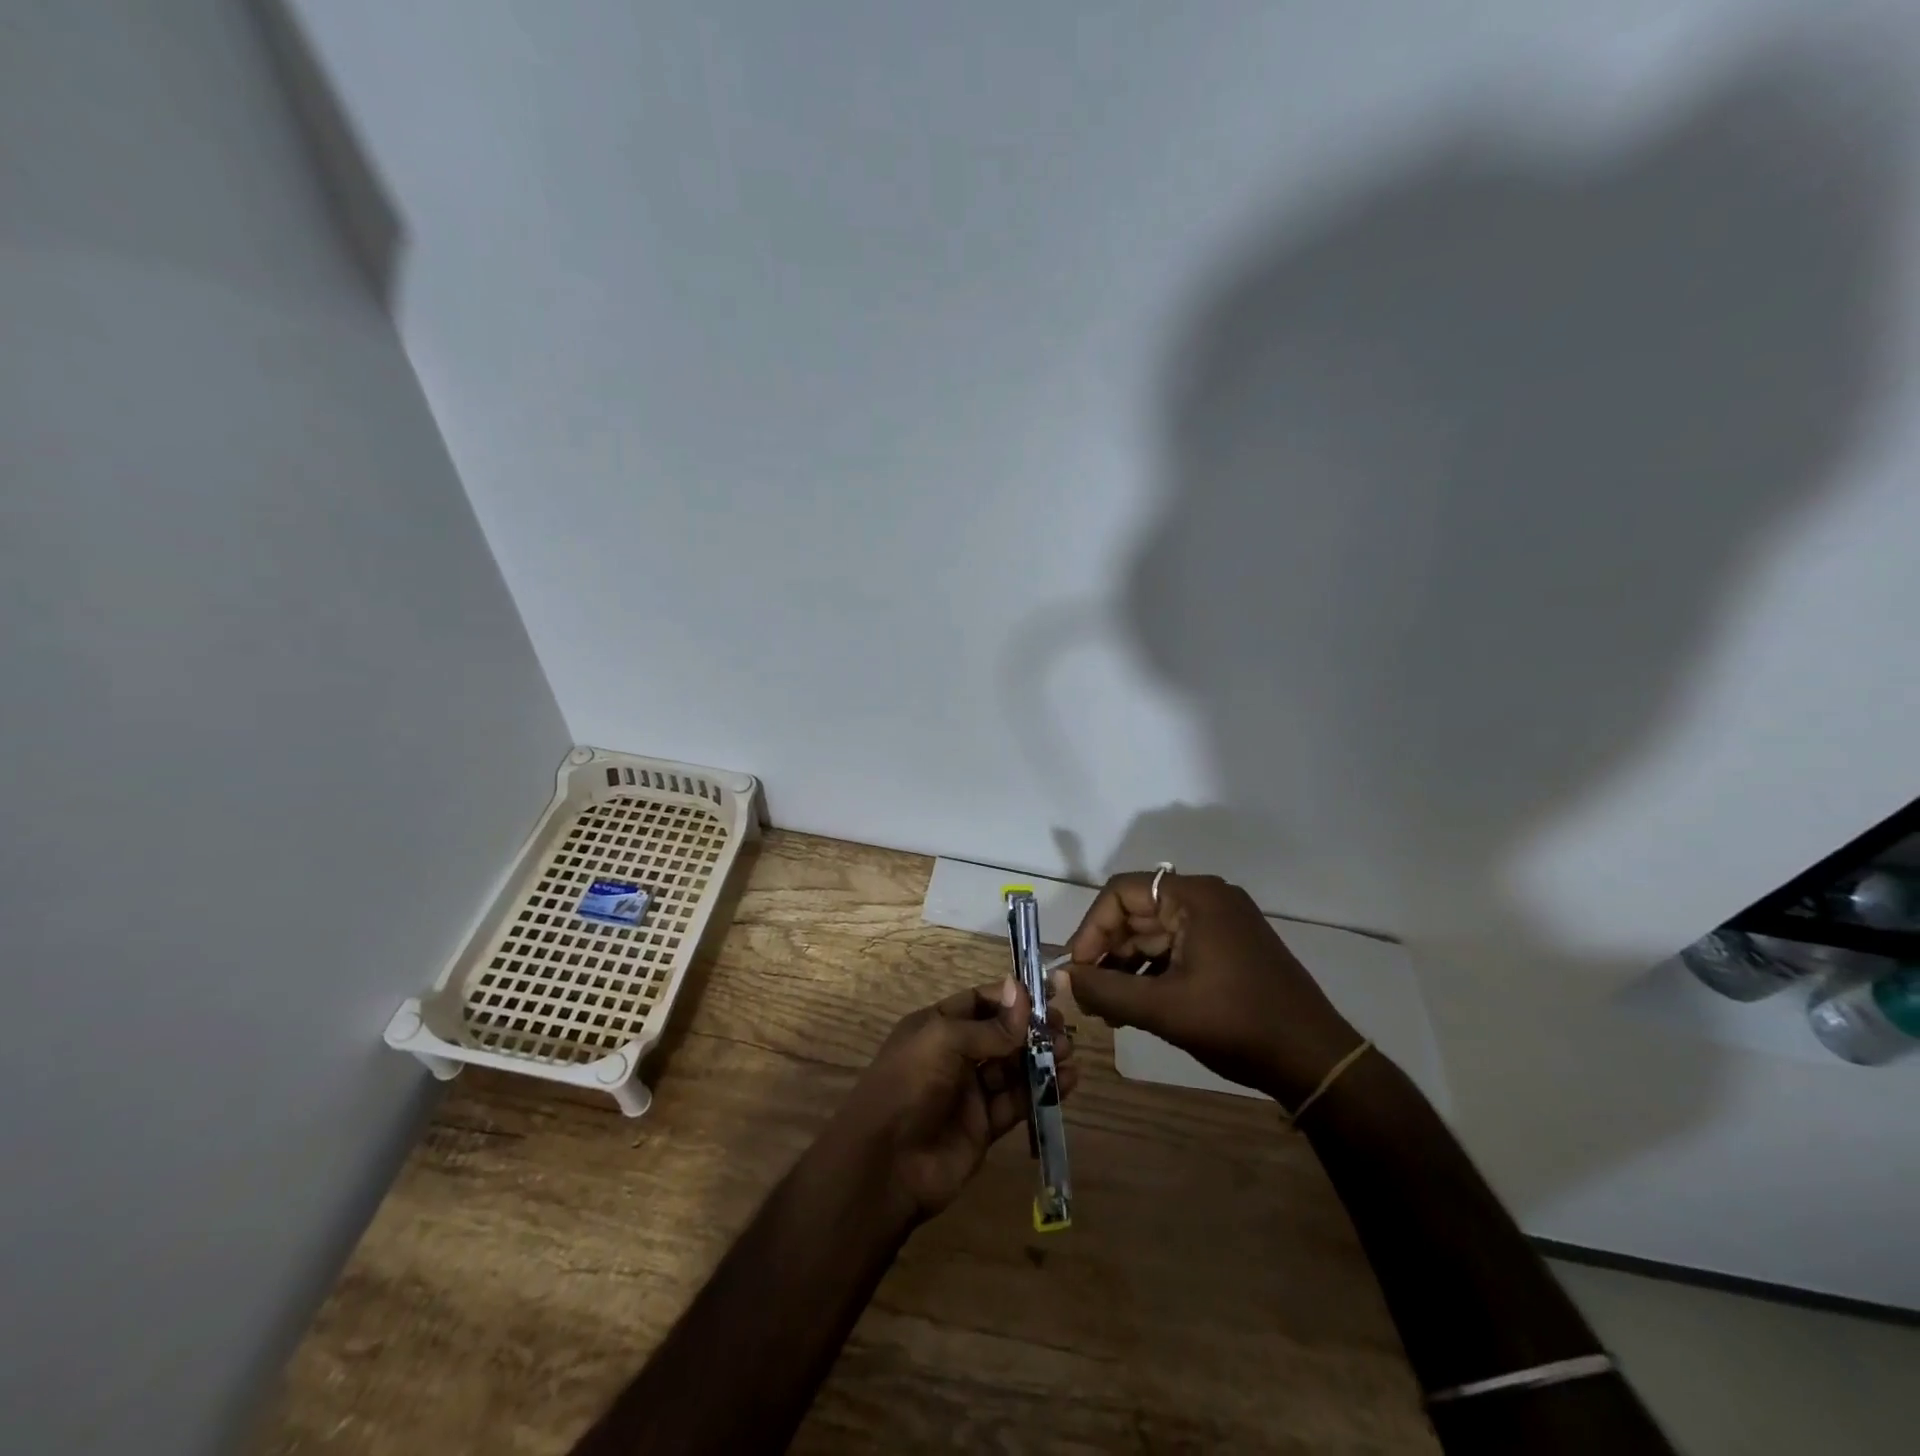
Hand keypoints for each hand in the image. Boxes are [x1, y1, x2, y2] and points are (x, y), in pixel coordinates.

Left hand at [822, 978, 1077, 1221]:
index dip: (1011, 998)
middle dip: (1031, 1029)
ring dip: (1041, 1058)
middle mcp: (954, 1055)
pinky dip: (1041, 1091)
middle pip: (1000, 1034)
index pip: (979, 1002)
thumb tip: (1022, 992)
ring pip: (1012, 1068)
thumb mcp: (944, 1041)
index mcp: (937, 1026)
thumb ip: (990, 1026)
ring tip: (1069, 1052)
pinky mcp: (984, 1126)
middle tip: (1063, 1027)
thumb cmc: (909, 1084)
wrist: (885, 1164)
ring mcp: (969, 1092)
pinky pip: (1017, 1102)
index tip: (1048, 994)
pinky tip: (1067, 1082)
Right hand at [1060, 871, 1359, 1106]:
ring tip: (1107, 1010)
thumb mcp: (1163, 1009)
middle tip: (1087, 995)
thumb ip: (1106, 991)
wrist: (1315, 1060)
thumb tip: (1063, 978)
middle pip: (1137, 913)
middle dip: (1107, 952)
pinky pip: (1176, 950)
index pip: (1122, 893)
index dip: (1091, 928)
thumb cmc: (1237, 1023)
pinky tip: (1135, 1008)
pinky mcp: (1229, 948)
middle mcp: (1207, 899)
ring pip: (1154, 935)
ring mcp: (1221, 924)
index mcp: (1194, 897)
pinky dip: (1151, 974)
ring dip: (1126, 967)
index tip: (1077, 969)